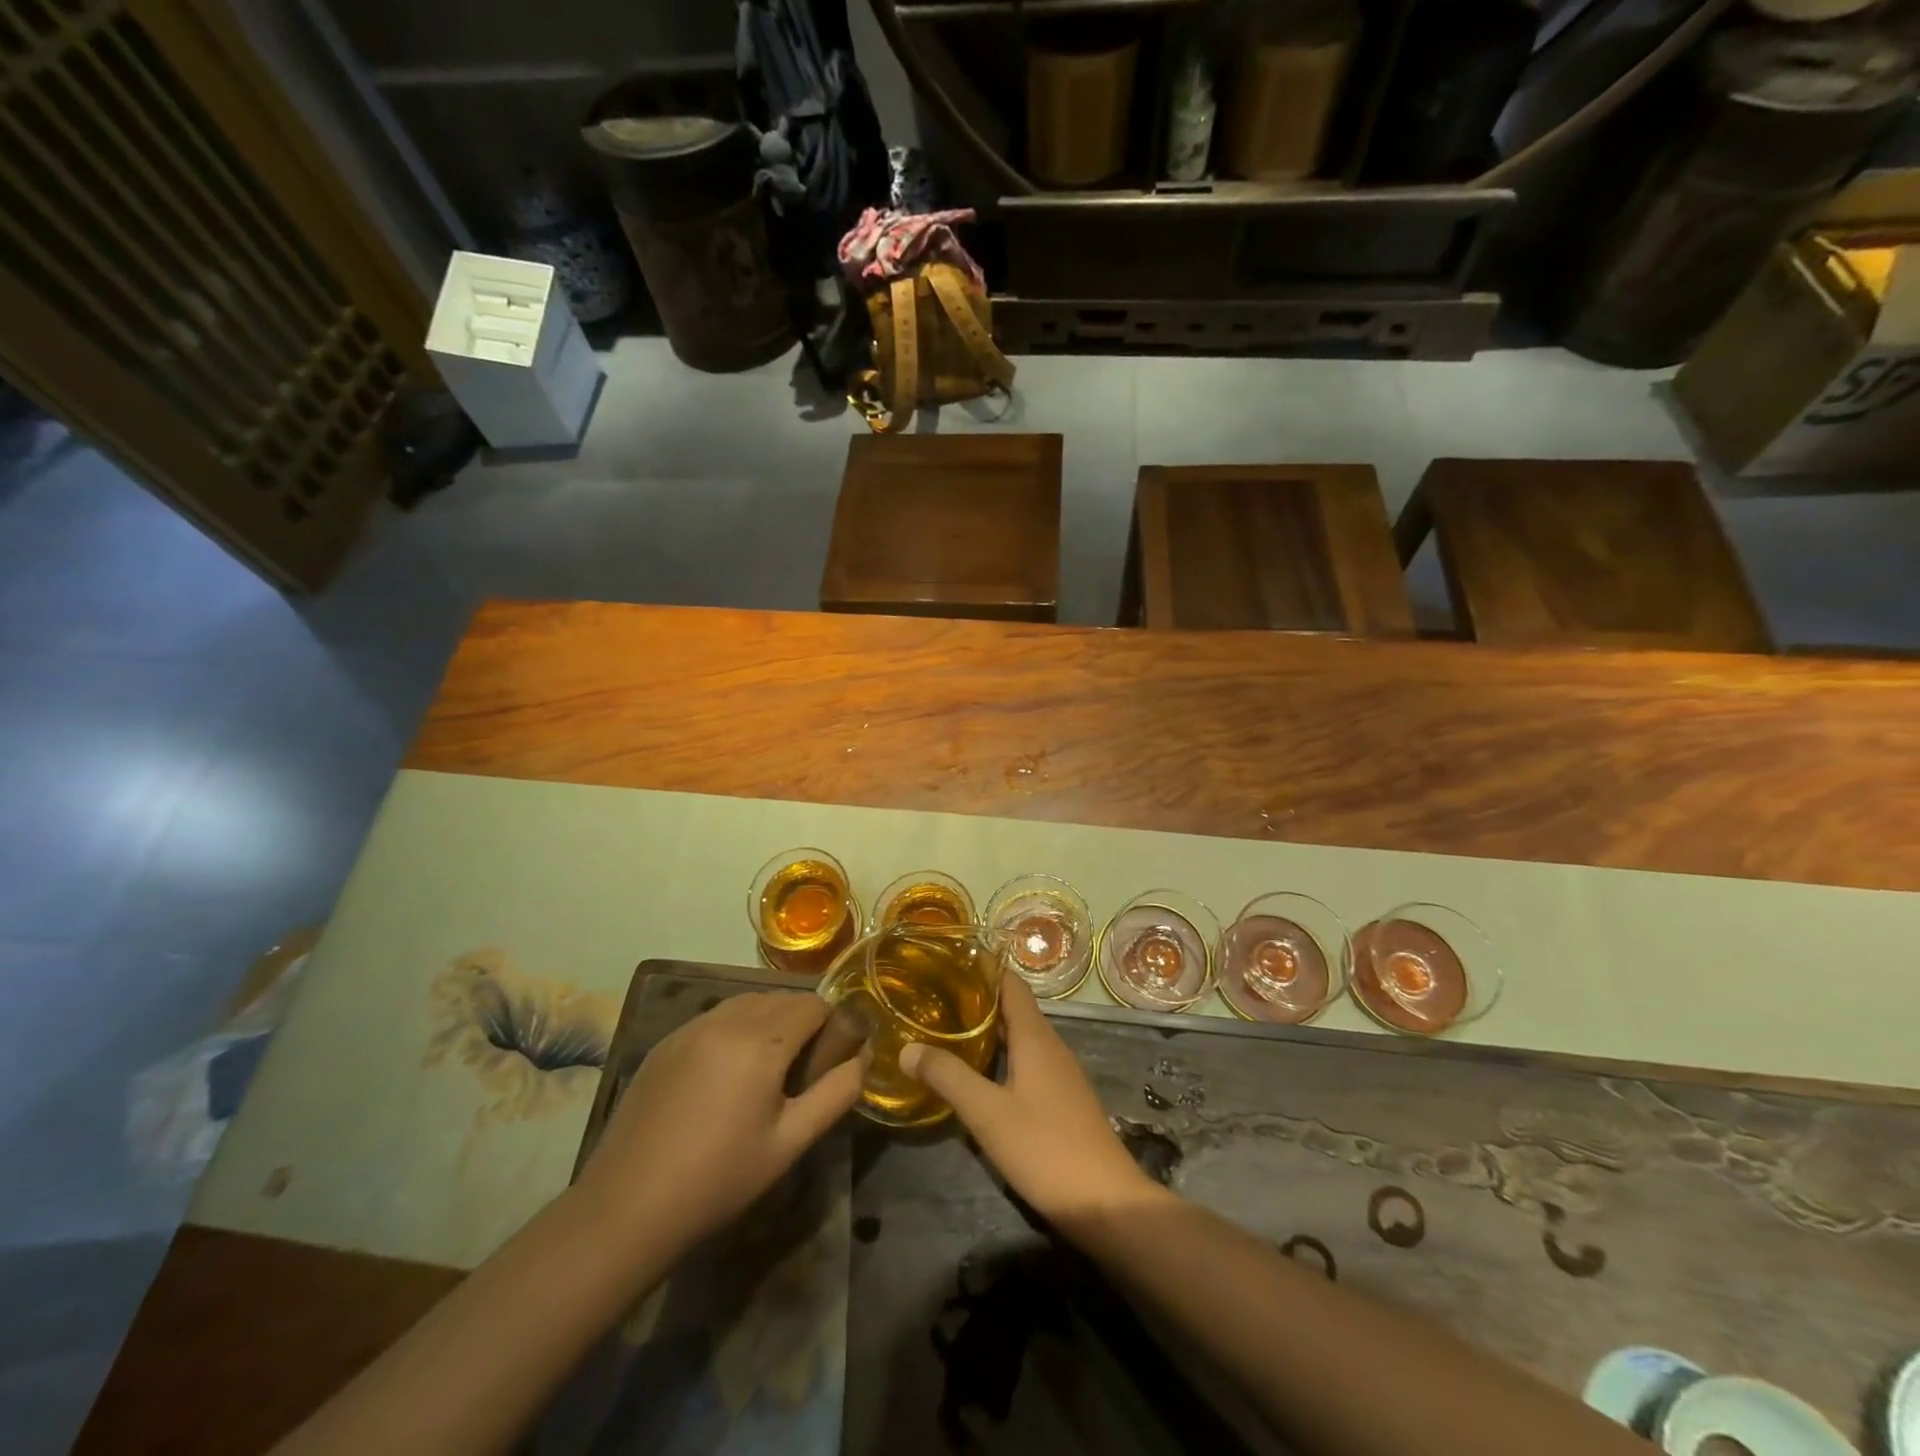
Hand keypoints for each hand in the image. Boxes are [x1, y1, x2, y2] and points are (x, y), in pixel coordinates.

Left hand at [574, 992, 863, 1261]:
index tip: (829, 1060)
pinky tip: (724, 1074)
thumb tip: (863, 1058)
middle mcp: (727, 1020)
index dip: (830, 1025)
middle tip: (799, 1071)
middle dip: (799, 1022)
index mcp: (763, 1041)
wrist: (626, 1209)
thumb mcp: (790, 1143)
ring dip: (766, 1021)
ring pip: (746, 1003)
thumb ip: (836, 1094)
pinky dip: (732, 1030)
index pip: (813, 1004)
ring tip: (764, 1070)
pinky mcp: (664, 1043)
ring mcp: (690, 1027)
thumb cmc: (719, 1179)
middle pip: (780, 999)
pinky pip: (713, 1018)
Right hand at [899, 976, 1162, 1228]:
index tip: (948, 961)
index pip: (1010, 984)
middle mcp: (1050, 1045)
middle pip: (1013, 1008)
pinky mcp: (1062, 1099)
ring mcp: (1060, 1073)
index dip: (983, 968)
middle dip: (977, 999)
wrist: (1106, 1202)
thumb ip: (948, 1077)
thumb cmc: (1045, 1148)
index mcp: (1035, 1037)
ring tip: (947, 1029)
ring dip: (988, 1029)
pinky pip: (1027, 1061)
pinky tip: (978, 1073)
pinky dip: (1001, 1055)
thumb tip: (906, 1047)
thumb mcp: (987, 1113)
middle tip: (934, 996)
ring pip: (1020, 1036)